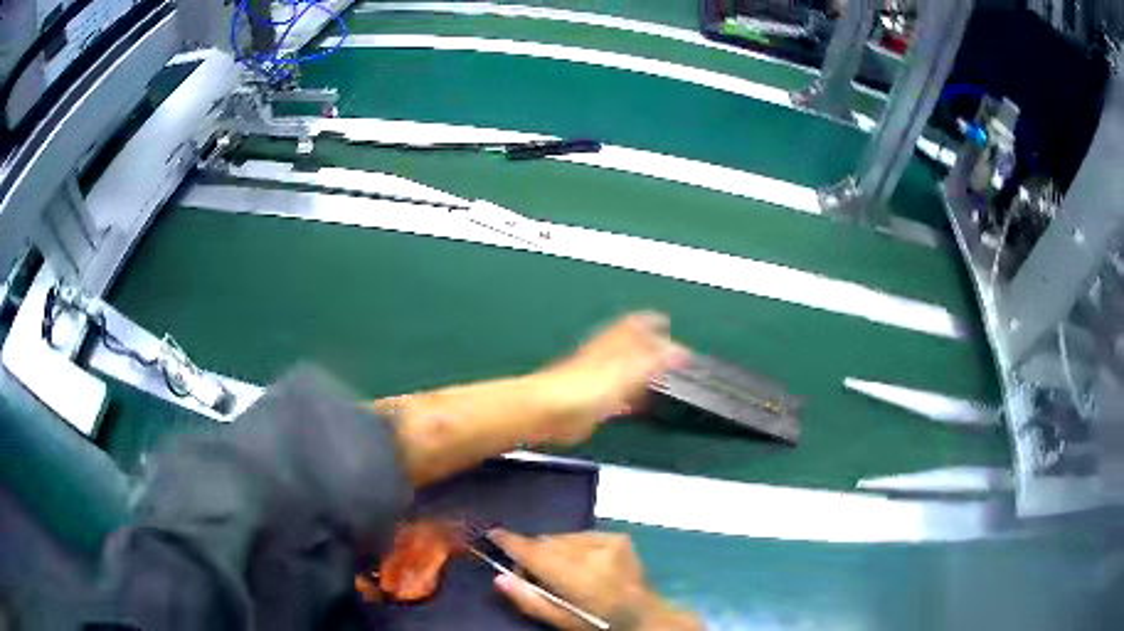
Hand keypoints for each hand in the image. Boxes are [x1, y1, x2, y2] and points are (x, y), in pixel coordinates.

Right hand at [490, 530, 701, 630]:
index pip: (537, 554)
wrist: (645, 617)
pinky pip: (580, 536)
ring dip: (553, 550)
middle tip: (530, 574)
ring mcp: (609, 542)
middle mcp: (594, 553)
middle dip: (534, 554)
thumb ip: (529, 600)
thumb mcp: (562, 621)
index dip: (513, 543)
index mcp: (579, 579)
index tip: (493, 533)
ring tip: (557, 570)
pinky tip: (579, 564)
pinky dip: (572, 547)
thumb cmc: (599, 624)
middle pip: (547, 544)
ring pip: (563, 538)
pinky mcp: (619, 537)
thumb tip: (499, 577)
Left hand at [539, 312, 689, 445]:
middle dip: (649, 348)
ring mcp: (595, 380)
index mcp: (612, 345)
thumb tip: (680, 352)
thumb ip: (654, 362)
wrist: (547, 413)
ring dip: (640, 373)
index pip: (635, 325)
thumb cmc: (581, 389)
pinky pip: (616, 397)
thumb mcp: (627, 373)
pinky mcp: (590, 404)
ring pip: (623, 372)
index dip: (651, 321)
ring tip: (658, 376)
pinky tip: (635, 405)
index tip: (664, 321)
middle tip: (667, 351)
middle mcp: (603, 358)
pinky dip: (629, 398)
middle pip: (630, 347)